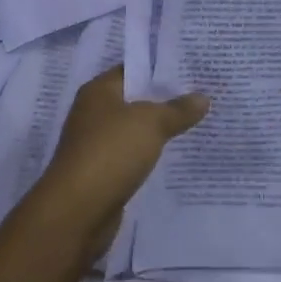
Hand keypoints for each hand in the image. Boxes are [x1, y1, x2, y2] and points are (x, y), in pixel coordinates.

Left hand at [31, 67, 208, 263]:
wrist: (77, 213)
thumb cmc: (111, 153)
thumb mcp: (151, 123)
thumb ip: (178, 109)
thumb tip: (204, 97)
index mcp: (98, 91)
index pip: (133, 69)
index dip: (160, 68)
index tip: (192, 68)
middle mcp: (94, 113)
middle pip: (135, 99)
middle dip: (165, 99)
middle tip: (202, 94)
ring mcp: (96, 145)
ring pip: (135, 130)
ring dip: (159, 130)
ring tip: (196, 122)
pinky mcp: (102, 173)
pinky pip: (132, 156)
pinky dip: (150, 155)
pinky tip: (175, 155)